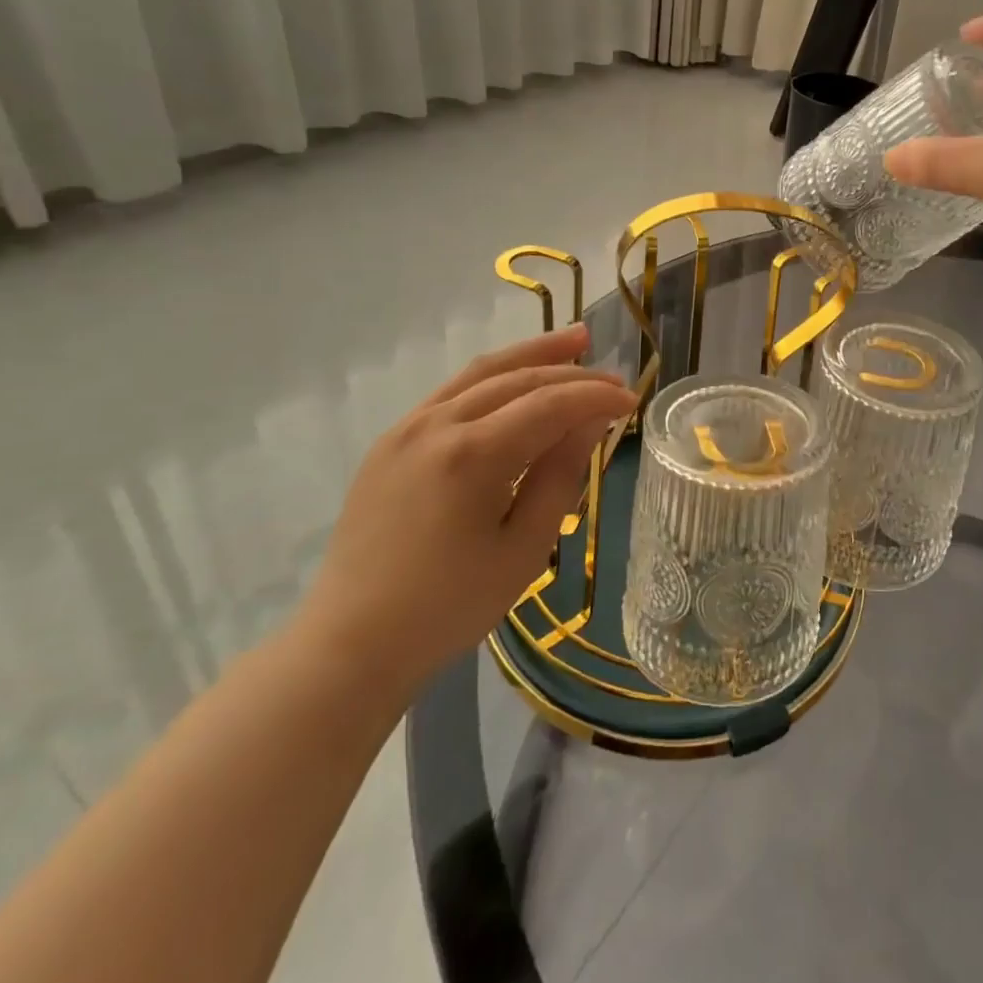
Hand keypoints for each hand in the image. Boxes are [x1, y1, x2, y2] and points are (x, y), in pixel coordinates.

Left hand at [298, 325, 637, 694]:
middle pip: (517, 378)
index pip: (550, 404)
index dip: (595, 397)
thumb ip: (560, 475)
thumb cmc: (449, 606)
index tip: (631, 401)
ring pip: (482, 373)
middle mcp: (437, 424)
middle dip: (571, 371)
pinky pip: (452, 392)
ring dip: (532, 354)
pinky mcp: (391, 440)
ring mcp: (407, 427)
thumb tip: (590, 420)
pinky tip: (516, 378)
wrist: (351, 642)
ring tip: (575, 340)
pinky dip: (493, 377)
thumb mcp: (523, 548)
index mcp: (473, 455)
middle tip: (613, 375)